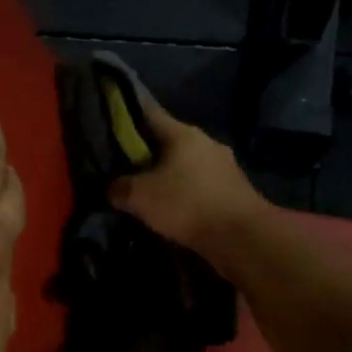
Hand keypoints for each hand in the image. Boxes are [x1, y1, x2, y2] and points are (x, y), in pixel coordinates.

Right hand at [109, 96, 266, 262]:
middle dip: (147, 154)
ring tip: (147, 193)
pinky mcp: (232, 192)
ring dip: (168, 177)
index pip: (150, 114)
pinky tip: (172, 210)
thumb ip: (119, 188)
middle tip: (123, 168)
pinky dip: (185, 195)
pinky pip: (199, 187)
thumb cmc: (187, 205)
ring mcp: (224, 167)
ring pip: (185, 167)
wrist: (241, 237)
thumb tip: (112, 188)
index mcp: (184, 134)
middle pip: (168, 143)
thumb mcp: (140, 197)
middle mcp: (206, 143)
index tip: (110, 124)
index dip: (127, 117)